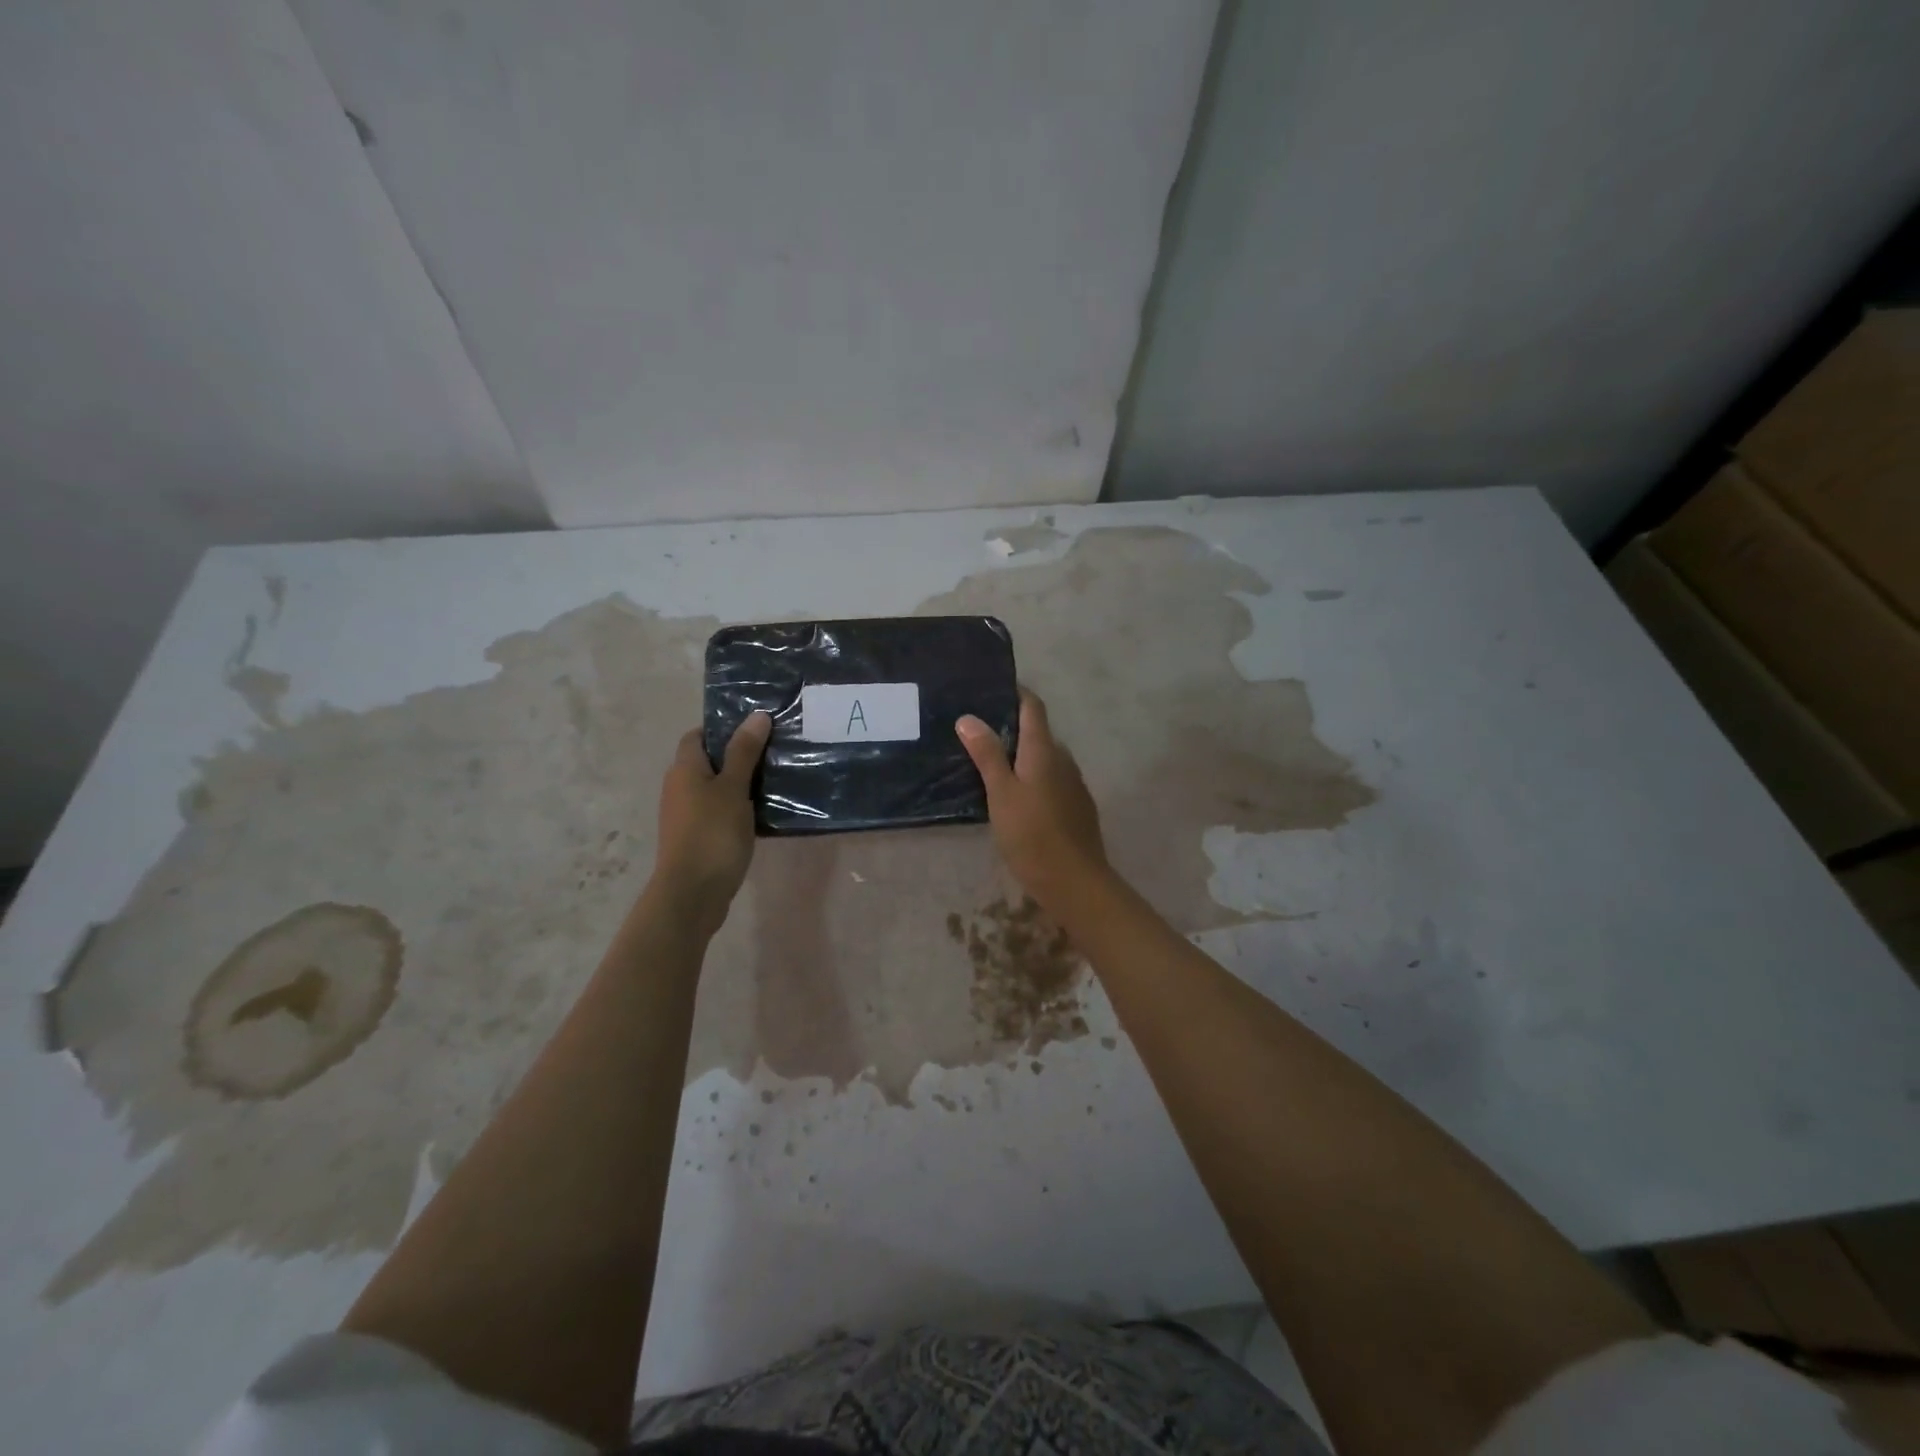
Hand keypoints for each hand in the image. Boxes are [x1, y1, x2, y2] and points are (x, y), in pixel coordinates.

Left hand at [650, 711, 769, 933]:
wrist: (692, 893)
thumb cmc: (712, 833)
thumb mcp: (733, 788)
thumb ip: (744, 752)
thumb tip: (757, 715)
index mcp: (684, 769)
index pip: (697, 736)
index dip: (722, 728)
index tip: (755, 728)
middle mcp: (679, 787)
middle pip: (707, 762)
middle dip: (737, 755)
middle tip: (774, 751)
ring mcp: (685, 815)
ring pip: (715, 788)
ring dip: (740, 783)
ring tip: (776, 779)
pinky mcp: (696, 837)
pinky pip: (718, 812)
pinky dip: (738, 808)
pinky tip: (763, 812)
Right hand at [956, 689, 1107, 908]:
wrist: (1075, 882)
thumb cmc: (1032, 834)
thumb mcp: (1001, 794)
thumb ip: (987, 755)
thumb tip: (968, 717)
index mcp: (1044, 750)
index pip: (1032, 707)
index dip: (1015, 693)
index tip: (991, 689)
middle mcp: (1063, 759)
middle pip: (1038, 732)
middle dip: (1011, 728)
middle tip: (977, 733)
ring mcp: (1073, 784)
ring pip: (1044, 759)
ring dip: (1021, 756)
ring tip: (989, 764)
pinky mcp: (1076, 807)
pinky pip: (1051, 781)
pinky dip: (1032, 778)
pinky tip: (1015, 796)